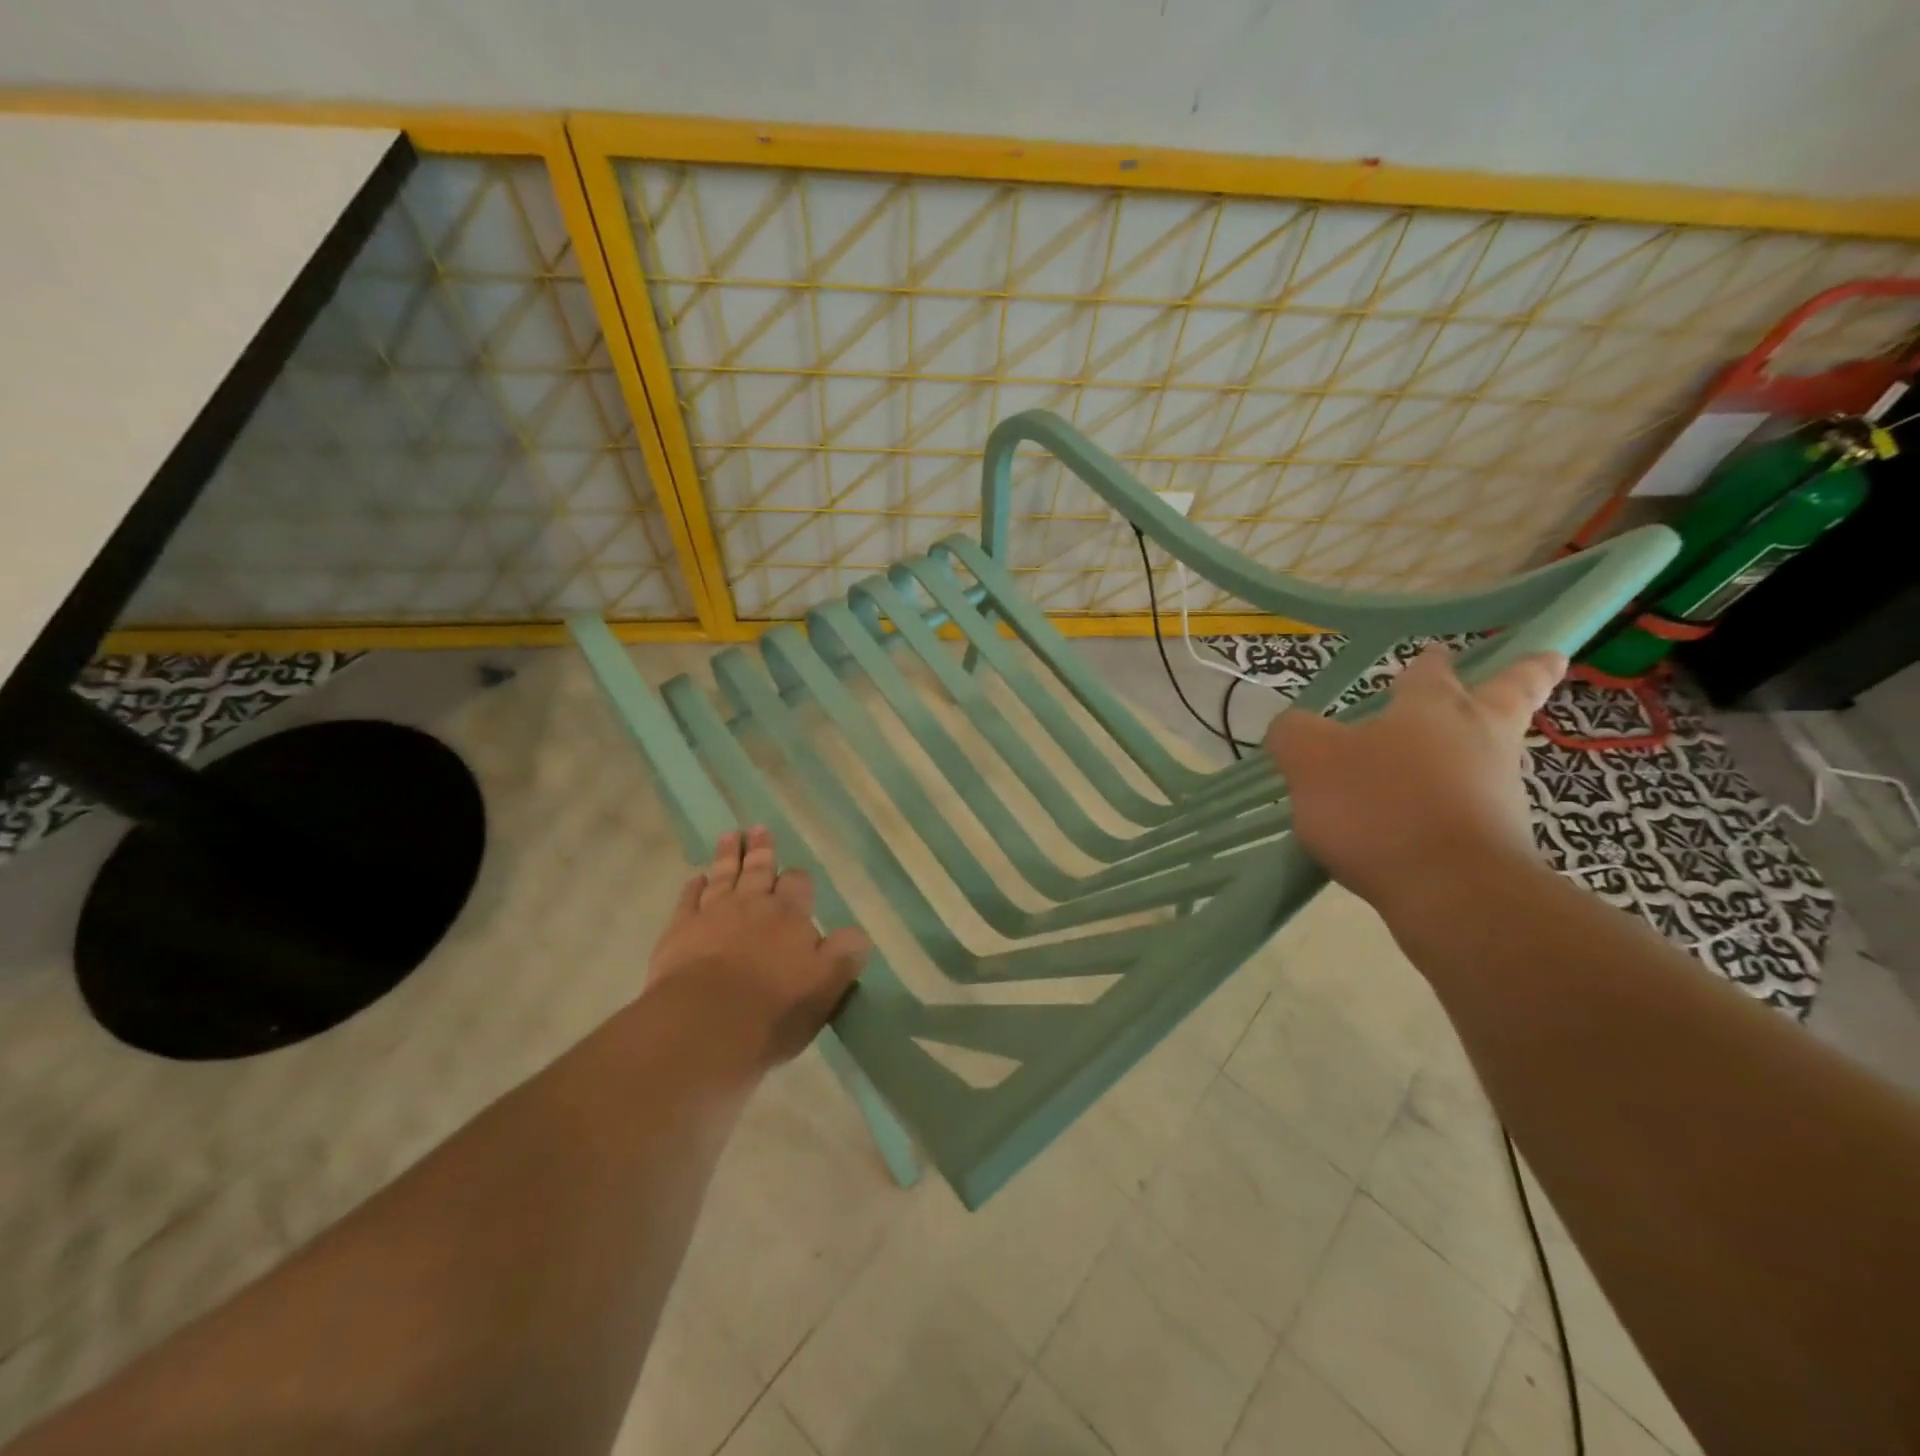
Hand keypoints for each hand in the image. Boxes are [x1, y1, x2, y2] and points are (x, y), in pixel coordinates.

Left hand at [647, 826, 871, 1072]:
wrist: (704, 1023)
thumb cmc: (773, 1009)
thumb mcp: (826, 986)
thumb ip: (844, 955)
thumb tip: (858, 934)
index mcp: (790, 916)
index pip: (799, 884)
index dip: (798, 878)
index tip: (797, 876)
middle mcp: (753, 905)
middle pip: (759, 870)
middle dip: (762, 851)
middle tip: (759, 829)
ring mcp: (713, 914)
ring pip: (724, 876)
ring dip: (729, 856)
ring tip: (731, 836)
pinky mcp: (679, 930)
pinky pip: (688, 899)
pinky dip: (694, 887)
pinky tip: (696, 878)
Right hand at [1264, 643, 1564, 912]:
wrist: (1451, 891)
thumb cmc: (1378, 806)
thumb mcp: (1311, 759)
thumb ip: (1294, 734)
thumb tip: (1291, 728)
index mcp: (1432, 708)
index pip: (1431, 672)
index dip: (1428, 662)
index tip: (1437, 651)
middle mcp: (1476, 737)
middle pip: (1511, 695)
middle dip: (1526, 674)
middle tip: (1548, 660)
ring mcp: (1497, 789)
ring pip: (1495, 752)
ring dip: (1483, 746)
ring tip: (1452, 755)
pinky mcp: (1501, 839)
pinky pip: (1479, 806)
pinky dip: (1460, 802)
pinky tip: (1421, 820)